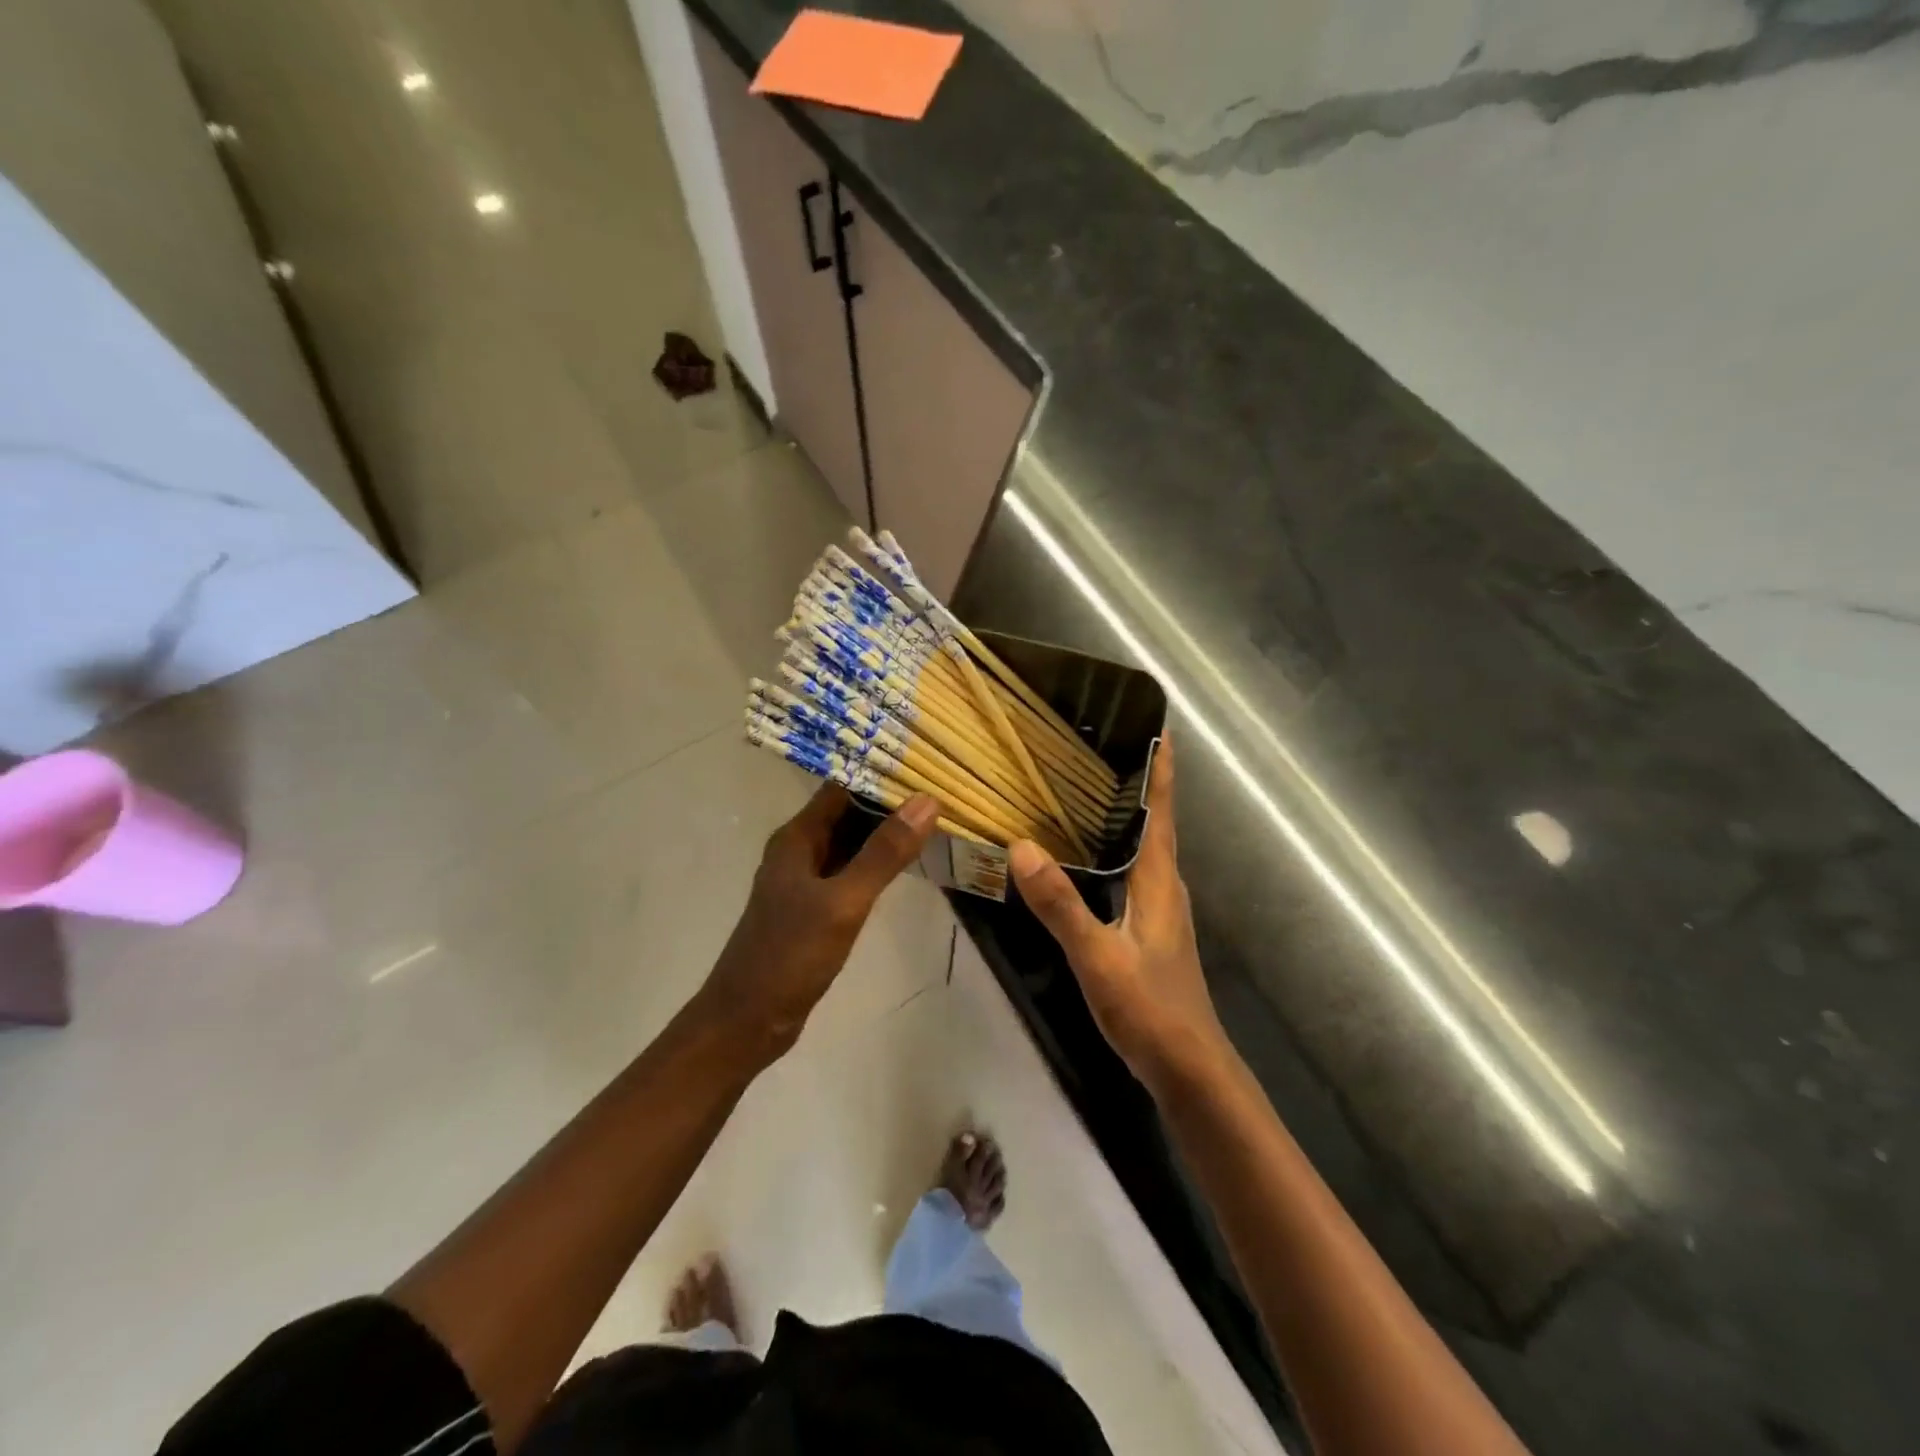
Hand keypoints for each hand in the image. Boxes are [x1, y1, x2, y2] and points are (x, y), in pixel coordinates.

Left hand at [699, 783, 938, 1061]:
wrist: (746, 1022)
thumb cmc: (789, 955)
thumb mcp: (843, 902)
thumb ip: (884, 853)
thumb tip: (926, 802)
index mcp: (797, 838)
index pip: (842, 787)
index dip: (880, 773)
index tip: (926, 767)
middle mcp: (799, 851)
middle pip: (848, 813)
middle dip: (890, 803)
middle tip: (942, 792)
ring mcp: (805, 881)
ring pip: (851, 844)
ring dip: (886, 834)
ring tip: (936, 820)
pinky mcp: (814, 908)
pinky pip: (850, 872)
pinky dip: (877, 864)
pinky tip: (909, 865)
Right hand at [1009, 736, 1226, 1093]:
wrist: (1188, 1068)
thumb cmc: (1150, 1007)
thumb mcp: (1097, 955)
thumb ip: (1060, 904)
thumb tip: (1021, 847)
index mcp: (1159, 880)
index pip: (1161, 810)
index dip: (1162, 768)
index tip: (1158, 726)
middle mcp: (1165, 886)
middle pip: (1154, 822)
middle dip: (1137, 782)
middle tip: (1102, 746)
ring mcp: (1160, 910)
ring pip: (1143, 848)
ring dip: (1125, 816)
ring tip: (1087, 790)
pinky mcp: (1151, 930)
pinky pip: (1133, 873)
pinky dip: (1115, 851)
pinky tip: (1087, 858)